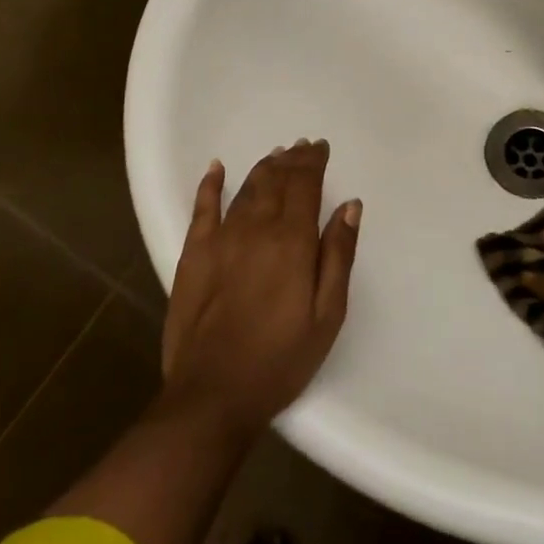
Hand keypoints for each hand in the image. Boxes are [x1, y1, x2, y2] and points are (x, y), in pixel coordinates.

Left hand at [161, 139, 361, 432]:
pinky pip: (202, 209)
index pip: (304, 185)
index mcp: (292, 241)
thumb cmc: (281, 359)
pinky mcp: (193, 256)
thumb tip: (351, 206)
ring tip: (276, 156)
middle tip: (302, 148)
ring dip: (263, 169)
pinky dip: (210, 185)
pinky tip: (217, 169)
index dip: (313, 162)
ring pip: (245, 190)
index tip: (321, 148)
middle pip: (275, 181)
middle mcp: (255, 229)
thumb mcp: (327, 314)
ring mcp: (220, 240)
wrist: (212, 395)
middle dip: (291, 160)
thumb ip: (338, 256)